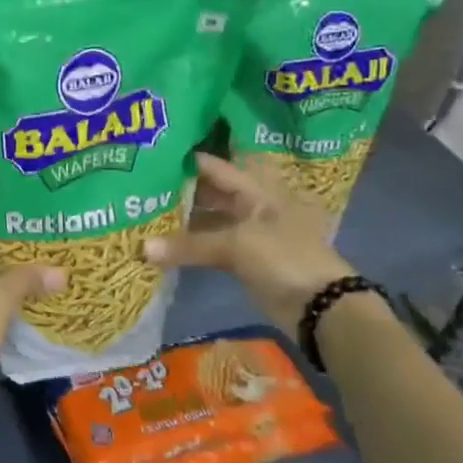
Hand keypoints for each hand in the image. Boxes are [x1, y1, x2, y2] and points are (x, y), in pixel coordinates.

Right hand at [145, 153, 351, 327]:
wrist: (322, 307)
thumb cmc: (284, 258)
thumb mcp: (235, 245)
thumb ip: (188, 245)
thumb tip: (142, 248)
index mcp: (257, 189)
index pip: (214, 167)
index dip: (185, 161)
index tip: (149, 156)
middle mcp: (252, 205)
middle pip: (210, 192)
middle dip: (179, 190)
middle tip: (139, 186)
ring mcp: (249, 233)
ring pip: (209, 219)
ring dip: (182, 219)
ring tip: (144, 212)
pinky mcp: (245, 259)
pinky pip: (211, 245)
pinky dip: (190, 245)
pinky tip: (163, 243)